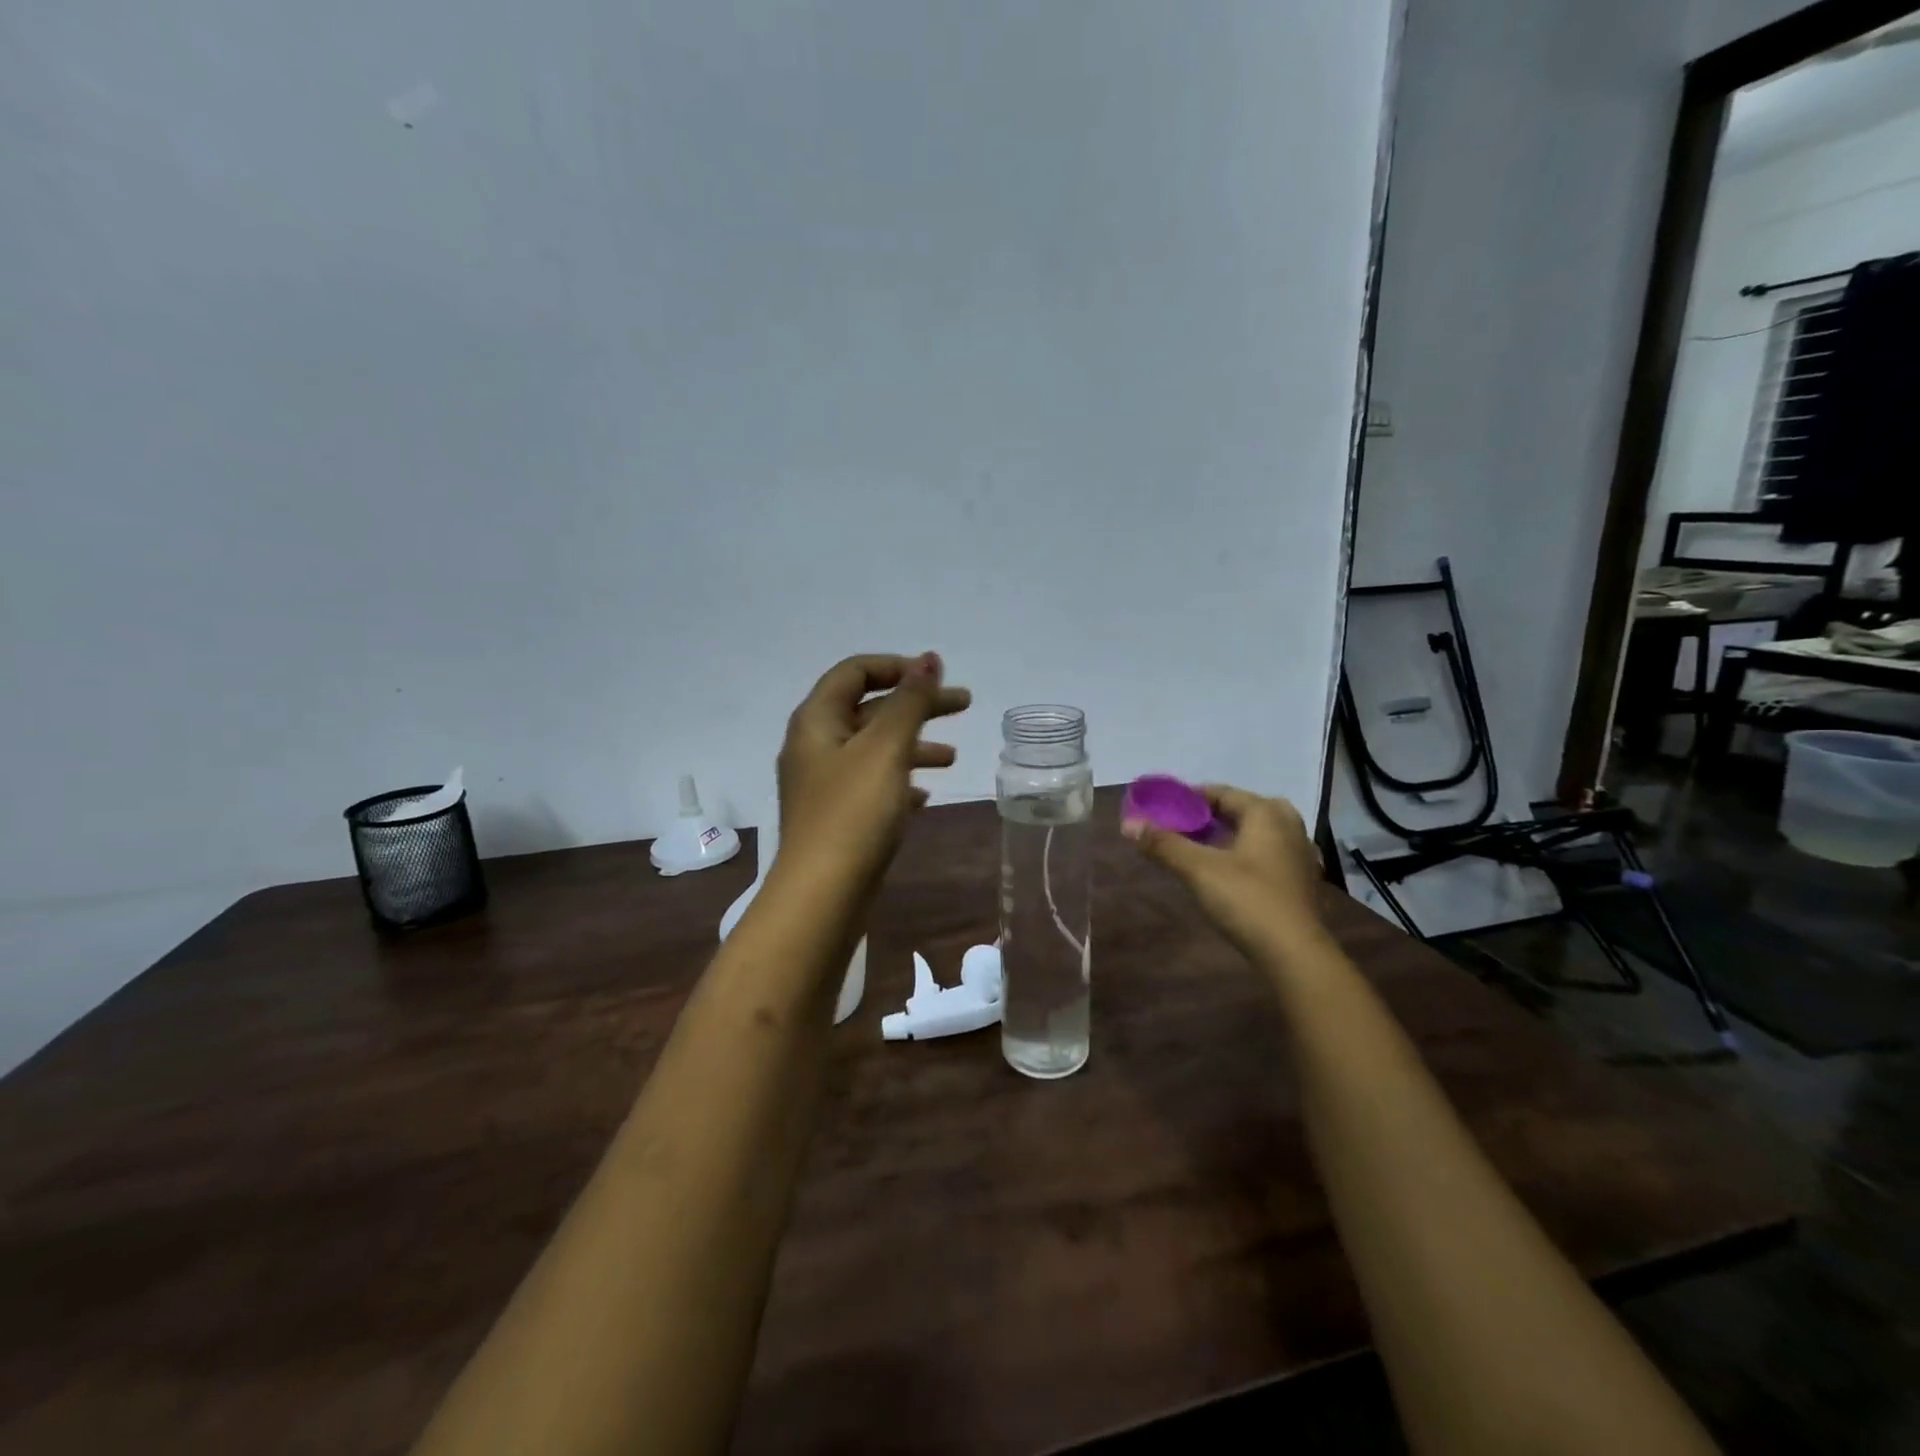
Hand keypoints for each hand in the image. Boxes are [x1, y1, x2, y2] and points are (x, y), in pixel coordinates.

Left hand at [775, 653, 971, 895]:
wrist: (822, 895)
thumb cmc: (854, 813)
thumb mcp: (886, 749)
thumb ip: (909, 701)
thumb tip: (928, 658)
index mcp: (816, 721)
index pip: (854, 672)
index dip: (897, 667)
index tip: (937, 677)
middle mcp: (815, 746)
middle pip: (870, 709)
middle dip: (917, 705)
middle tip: (964, 705)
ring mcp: (824, 784)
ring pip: (874, 749)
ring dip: (913, 745)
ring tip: (952, 758)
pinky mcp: (837, 817)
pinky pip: (872, 785)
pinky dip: (900, 781)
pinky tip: (925, 797)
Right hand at [1123, 785, 1326, 960]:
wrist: (1295, 954)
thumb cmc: (1248, 900)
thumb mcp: (1199, 869)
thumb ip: (1164, 844)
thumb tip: (1129, 824)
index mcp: (1266, 813)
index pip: (1219, 792)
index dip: (1187, 798)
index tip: (1160, 809)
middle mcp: (1287, 824)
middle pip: (1238, 810)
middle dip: (1206, 817)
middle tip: (1176, 828)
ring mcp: (1298, 853)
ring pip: (1253, 833)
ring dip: (1223, 837)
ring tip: (1193, 849)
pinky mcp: (1298, 880)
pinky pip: (1263, 854)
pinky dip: (1240, 855)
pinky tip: (1222, 872)